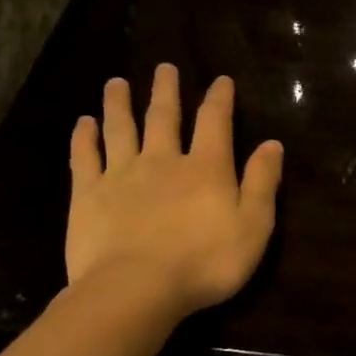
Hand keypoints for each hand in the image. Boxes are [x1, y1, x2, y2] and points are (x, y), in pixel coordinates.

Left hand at [66, 65, 282, 316]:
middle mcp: (163, 160)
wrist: (136, 288)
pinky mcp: (89, 195)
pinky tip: (83, 123)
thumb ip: (262, 183)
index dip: (219, 99)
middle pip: (163, 116)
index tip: (221, 80)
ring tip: (116, 83)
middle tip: (163, 67)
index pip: (214, 122)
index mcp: (206, 168)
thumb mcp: (253, 226)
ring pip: (121, 129)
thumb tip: (272, 144)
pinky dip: (84, 138)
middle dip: (166, 90)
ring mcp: (121, 175)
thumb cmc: (205, 263)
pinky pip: (86, 157)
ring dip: (119, 104)